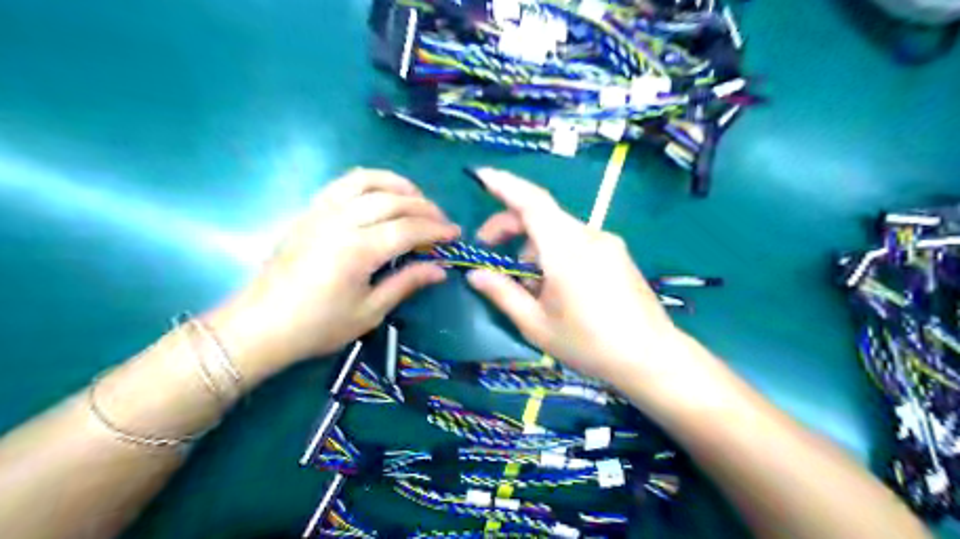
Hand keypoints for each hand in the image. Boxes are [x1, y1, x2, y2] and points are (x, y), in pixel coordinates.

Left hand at [208, 168, 461, 382]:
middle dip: (425, 207)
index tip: (456, 234)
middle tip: (442, 220)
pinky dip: (368, 181)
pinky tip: (380, 192)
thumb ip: (406, 283)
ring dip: (398, 185)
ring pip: (367, 181)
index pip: (409, 229)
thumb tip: (440, 269)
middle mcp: (342, 221)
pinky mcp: (309, 211)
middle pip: (393, 201)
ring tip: (416, 198)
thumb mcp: (370, 312)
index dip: (437, 229)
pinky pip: (342, 183)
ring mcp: (322, 211)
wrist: (261, 325)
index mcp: (359, 250)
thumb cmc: (318, 326)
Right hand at [467, 168, 681, 383]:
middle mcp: (588, 236)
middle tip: (488, 246)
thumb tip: (475, 274)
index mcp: (566, 250)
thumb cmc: (589, 344)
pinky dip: (554, 251)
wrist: (651, 357)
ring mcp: (607, 243)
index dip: (505, 185)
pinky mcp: (616, 254)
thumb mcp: (536, 325)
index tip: (481, 176)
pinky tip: (552, 283)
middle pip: (542, 214)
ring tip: (524, 281)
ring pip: (559, 230)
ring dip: (533, 244)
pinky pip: (576, 241)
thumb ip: (503, 294)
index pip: (532, 202)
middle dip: (510, 224)